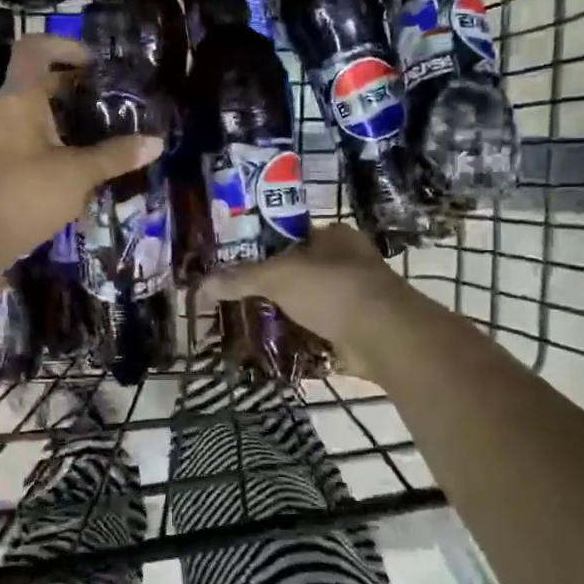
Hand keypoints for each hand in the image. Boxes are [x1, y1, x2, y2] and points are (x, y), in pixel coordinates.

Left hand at [0, 34, 163, 270]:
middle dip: (72, 87)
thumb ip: (116, 156)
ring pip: (33, 115)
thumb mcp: (78, 174)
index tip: (94, 63)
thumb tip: (157, 142)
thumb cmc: (24, 193)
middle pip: (36, 82)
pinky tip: (77, 166)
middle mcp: (4, 112)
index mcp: (19, 98)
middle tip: (108, 100)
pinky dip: (53, 143)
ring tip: (99, 132)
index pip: (34, 49)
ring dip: (64, 118)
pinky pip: (28, 141)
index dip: (64, 46)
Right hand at [203, 223, 415, 374]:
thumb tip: (199, 286)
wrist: (385, 336)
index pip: (289, 237)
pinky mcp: (356, 330)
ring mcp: (354, 298)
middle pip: (297, 272)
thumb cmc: (332, 289)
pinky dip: (299, 339)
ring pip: (307, 304)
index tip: (233, 267)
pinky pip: (318, 332)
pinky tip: (273, 347)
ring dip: (284, 315)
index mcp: (333, 236)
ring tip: (247, 324)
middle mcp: (347, 262)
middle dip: (270, 287)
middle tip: (236, 299)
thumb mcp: (278, 276)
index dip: (261, 250)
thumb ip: (239, 279)